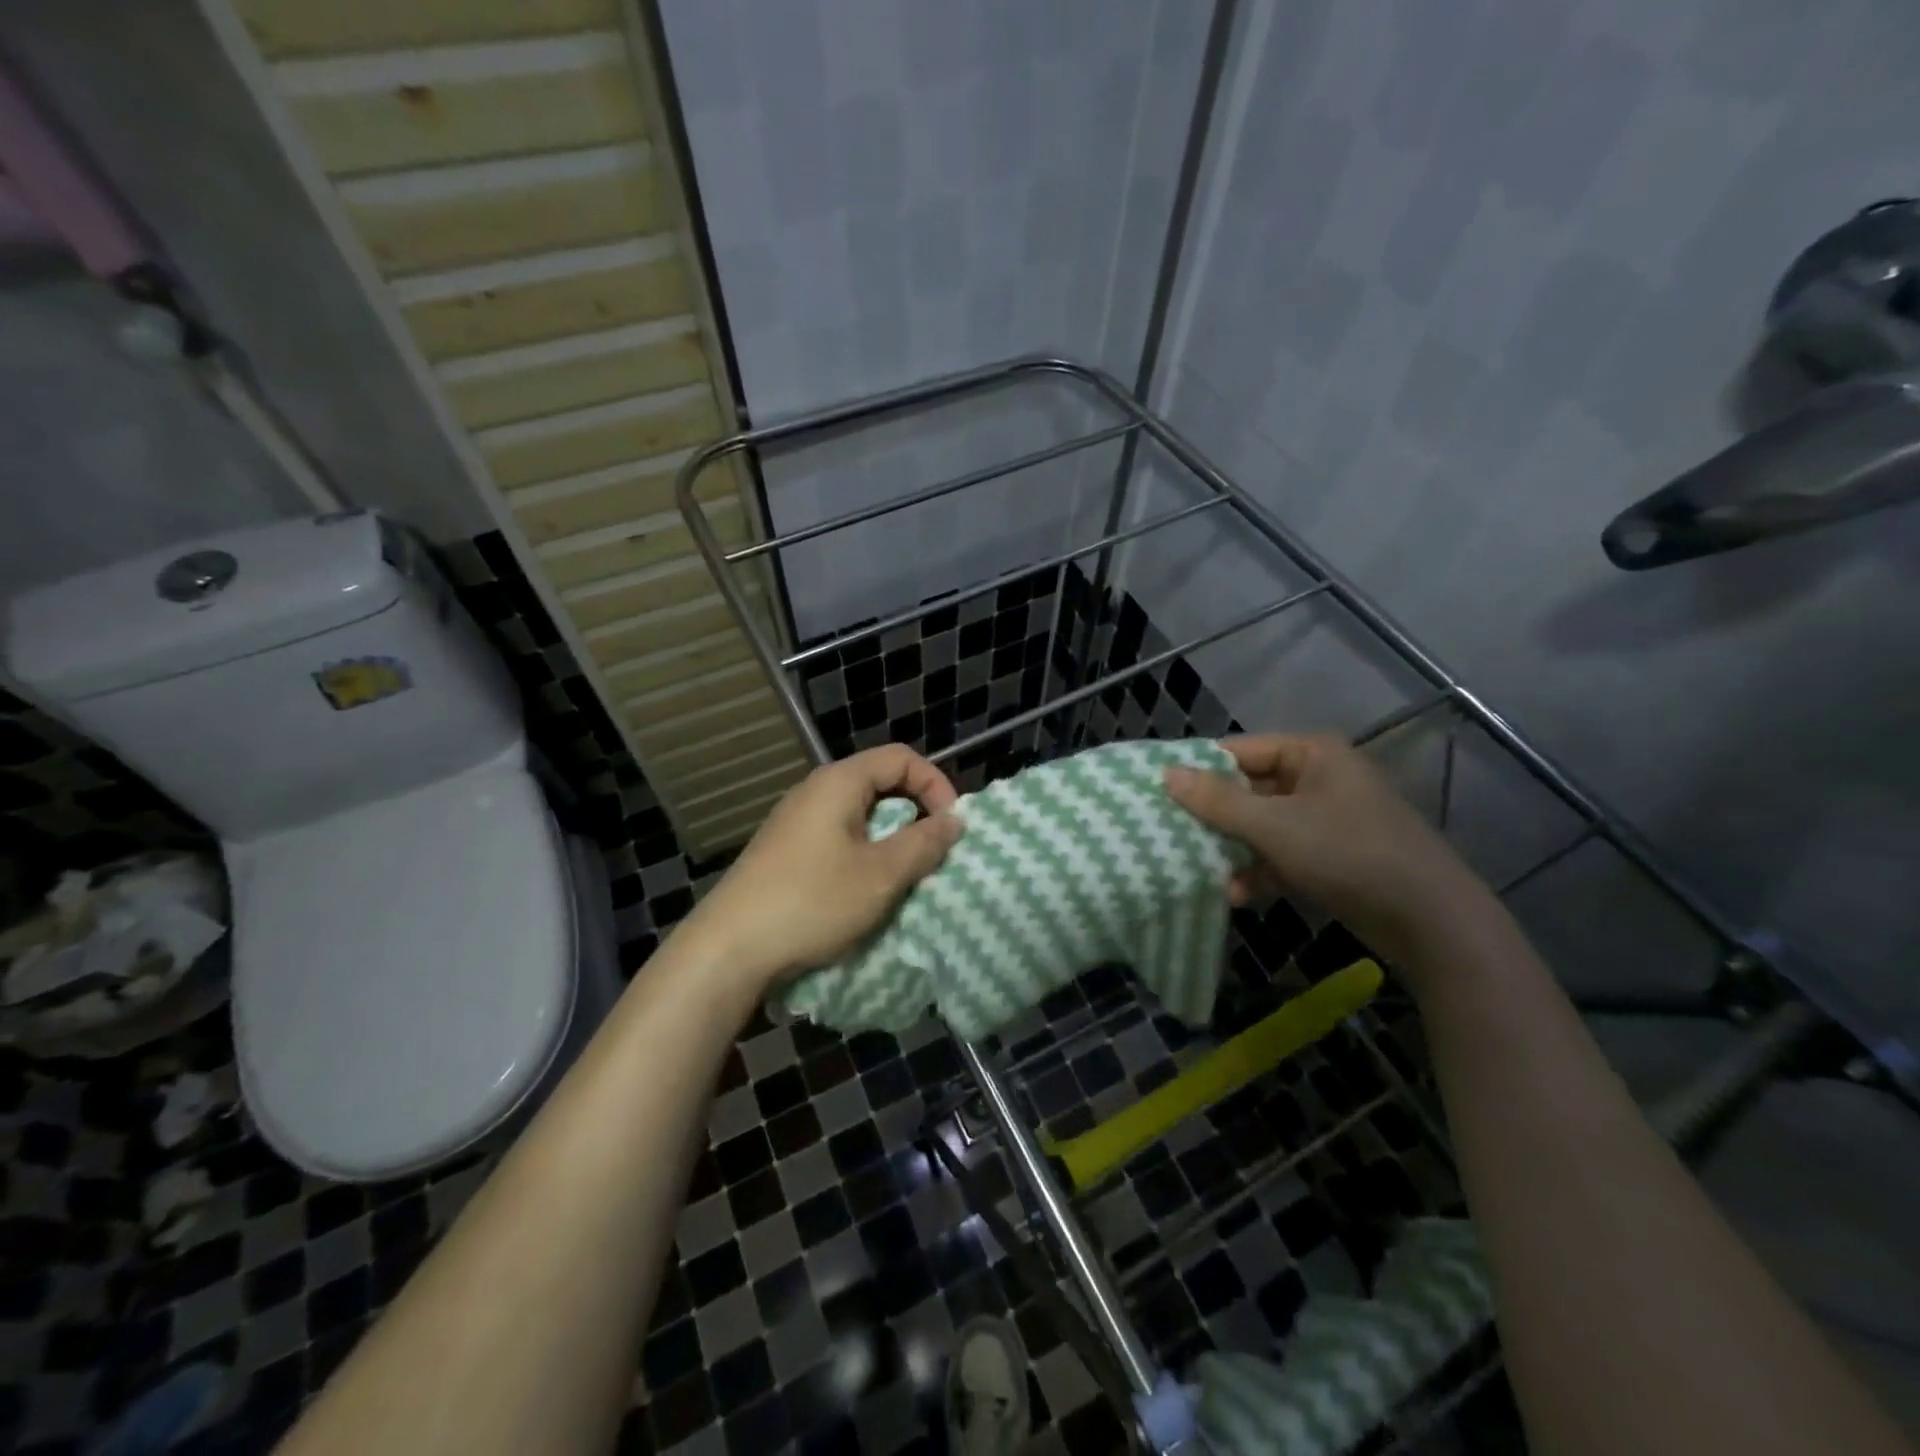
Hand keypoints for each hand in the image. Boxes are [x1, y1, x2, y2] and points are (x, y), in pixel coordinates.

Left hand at [675, 745, 962, 995]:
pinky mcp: (786, 852)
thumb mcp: (882, 874)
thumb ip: (924, 843)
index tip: (951, 826)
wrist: (729, 949)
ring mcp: (796, 822)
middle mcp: (815, 792)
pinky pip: (838, 839)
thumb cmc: (813, 901)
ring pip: (860, 816)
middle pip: (880, 783)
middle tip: (933, 853)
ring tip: (904, 876)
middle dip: (915, 814)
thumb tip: (954, 820)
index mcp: (839, 782)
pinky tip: (865, 891)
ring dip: (891, 840)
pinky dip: (864, 856)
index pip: (901, 758)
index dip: (935, 784)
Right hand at [1166, 734, 1484, 961]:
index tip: (1159, 792)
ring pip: (1262, 825)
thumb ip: (1217, 801)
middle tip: (1169, 832)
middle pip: (1249, 789)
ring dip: (1233, 848)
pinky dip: (1260, 870)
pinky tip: (1236, 894)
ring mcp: (1327, 819)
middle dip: (1214, 816)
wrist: (1431, 921)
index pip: (1240, 750)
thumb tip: (1165, 773)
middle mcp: (1319, 778)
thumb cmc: (1348, 853)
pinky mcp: (1332, 856)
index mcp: (1311, 754)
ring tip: (1198, 867)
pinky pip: (1282, 854)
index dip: (1200, 770)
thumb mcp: (1274, 826)